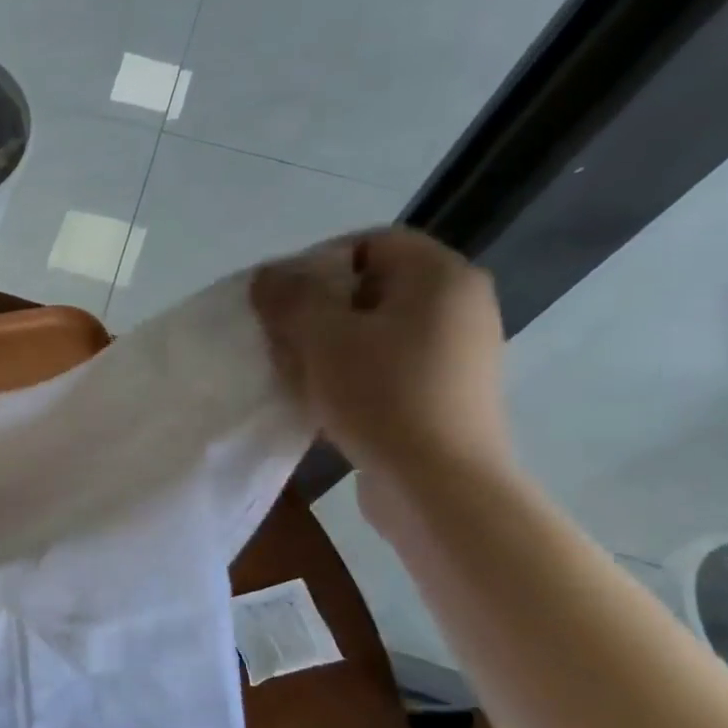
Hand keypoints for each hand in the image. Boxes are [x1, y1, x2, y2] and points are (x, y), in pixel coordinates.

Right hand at [252, 228, 510, 504]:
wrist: (439, 484)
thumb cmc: (382, 396)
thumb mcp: (323, 339)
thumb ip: (291, 298)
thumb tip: (268, 274)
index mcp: (440, 277)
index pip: (370, 243)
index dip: (316, 262)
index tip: (278, 298)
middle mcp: (460, 305)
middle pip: (372, 288)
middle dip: (317, 308)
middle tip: (279, 336)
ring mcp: (458, 352)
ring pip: (376, 330)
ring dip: (329, 345)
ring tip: (293, 371)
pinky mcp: (447, 392)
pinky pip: (389, 365)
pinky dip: (352, 372)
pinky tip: (320, 399)